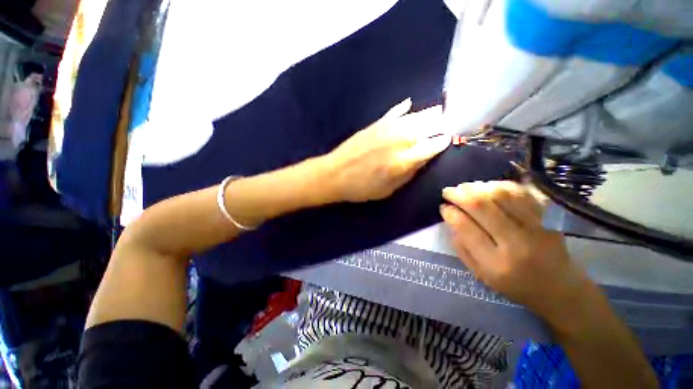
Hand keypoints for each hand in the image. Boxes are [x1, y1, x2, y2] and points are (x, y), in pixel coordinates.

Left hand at [324, 99, 450, 201]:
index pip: (434, 145)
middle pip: (429, 125)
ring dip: (428, 114)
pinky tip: (409, 104)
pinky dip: (403, 108)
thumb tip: (424, 157)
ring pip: (415, 115)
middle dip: (441, 124)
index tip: (448, 139)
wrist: (335, 174)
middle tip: (447, 123)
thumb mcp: (389, 189)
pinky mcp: (375, 123)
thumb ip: (410, 172)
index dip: (443, 141)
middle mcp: (401, 139)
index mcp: (405, 159)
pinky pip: (394, 112)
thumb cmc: (362, 187)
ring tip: (438, 112)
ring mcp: (387, 128)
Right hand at [440, 181, 588, 321]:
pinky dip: (501, 185)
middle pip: (481, 206)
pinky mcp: (549, 218)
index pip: (465, 227)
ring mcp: (536, 227)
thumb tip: (450, 219)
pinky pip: (522, 193)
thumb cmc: (516, 286)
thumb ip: (462, 249)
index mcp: (495, 263)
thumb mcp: (481, 275)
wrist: (561, 290)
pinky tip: (489, 187)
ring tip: (466, 188)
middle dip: (459, 194)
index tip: (443, 207)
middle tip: (448, 191)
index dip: (450, 213)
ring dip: (477, 187)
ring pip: (501, 194)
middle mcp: (516, 243)